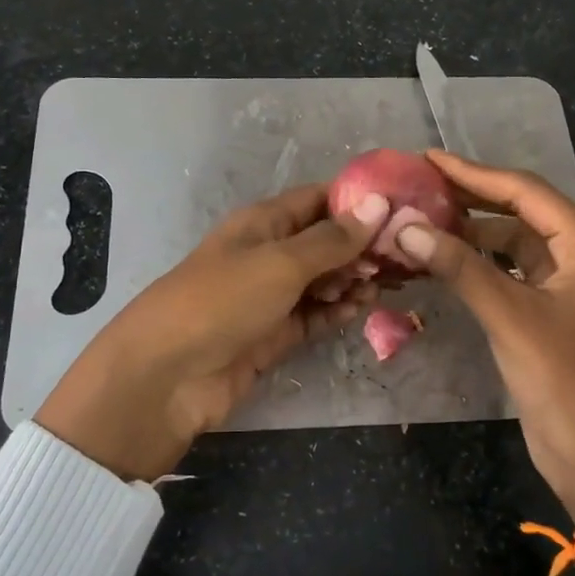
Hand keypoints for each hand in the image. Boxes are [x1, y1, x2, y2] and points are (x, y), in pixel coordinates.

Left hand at [36, 184, 389, 480]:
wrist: (168, 376)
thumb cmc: (221, 301)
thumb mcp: (280, 262)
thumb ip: (332, 239)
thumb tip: (378, 204)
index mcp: (262, 223)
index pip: (317, 199)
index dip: (358, 202)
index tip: (404, 209)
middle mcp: (267, 254)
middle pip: (324, 242)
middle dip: (362, 246)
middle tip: (406, 257)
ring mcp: (269, 297)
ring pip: (322, 280)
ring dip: (353, 280)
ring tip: (388, 284)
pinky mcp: (273, 335)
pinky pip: (314, 316)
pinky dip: (337, 312)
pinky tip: (362, 309)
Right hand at [394, 151, 574, 529]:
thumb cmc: (564, 379)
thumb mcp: (510, 317)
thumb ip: (458, 267)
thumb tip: (405, 227)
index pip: (525, 192)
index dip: (474, 173)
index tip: (427, 159)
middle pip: (519, 213)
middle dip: (470, 200)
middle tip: (418, 187)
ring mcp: (566, 286)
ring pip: (511, 245)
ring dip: (469, 236)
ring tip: (420, 224)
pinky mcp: (549, 313)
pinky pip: (508, 274)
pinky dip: (476, 267)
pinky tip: (441, 263)